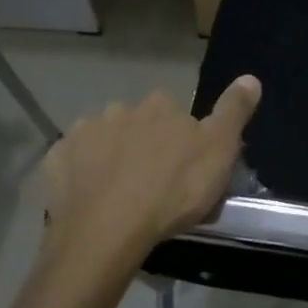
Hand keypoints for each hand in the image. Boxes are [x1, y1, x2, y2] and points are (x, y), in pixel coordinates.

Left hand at [40, 77, 260, 296]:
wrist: (107, 231)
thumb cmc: (172, 191)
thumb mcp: (219, 151)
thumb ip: (234, 111)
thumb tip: (250, 77)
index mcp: (160, 106)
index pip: (175, 114)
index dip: (182, 139)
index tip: (186, 168)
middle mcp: (120, 109)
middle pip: (138, 124)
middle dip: (144, 145)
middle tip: (154, 184)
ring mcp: (84, 133)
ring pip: (103, 141)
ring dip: (111, 157)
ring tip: (121, 195)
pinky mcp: (57, 160)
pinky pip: (73, 163)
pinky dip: (81, 175)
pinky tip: (91, 199)